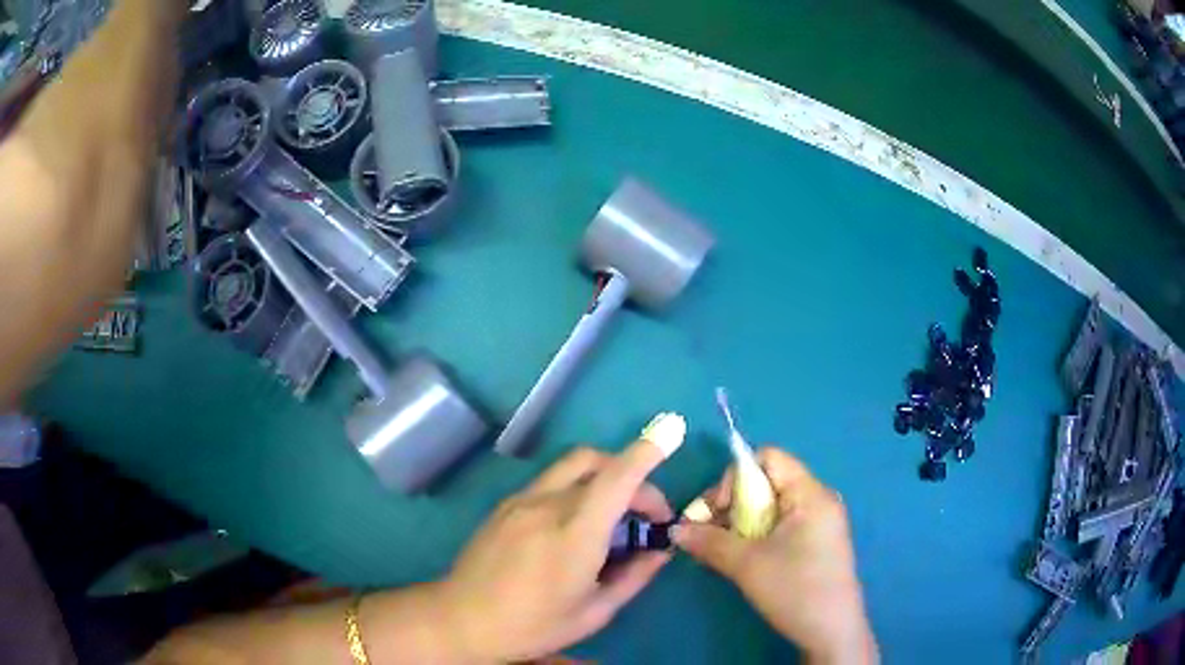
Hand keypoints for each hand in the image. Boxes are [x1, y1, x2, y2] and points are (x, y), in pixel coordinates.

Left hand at [441, 436, 678, 661]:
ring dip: (602, 476)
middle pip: (597, 462)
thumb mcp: (593, 613)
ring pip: (572, 466)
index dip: (647, 450)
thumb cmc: (532, 626)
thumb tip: (661, 550)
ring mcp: (521, 501)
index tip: (672, 431)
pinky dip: (576, 488)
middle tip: (644, 514)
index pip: (617, 478)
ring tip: (611, 516)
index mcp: (574, 534)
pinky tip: (574, 524)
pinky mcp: (505, 505)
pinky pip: (550, 482)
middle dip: (631, 474)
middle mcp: (547, 505)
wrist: (460, 620)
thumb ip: (633, 576)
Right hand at [673, 448, 876, 663]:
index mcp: (810, 494)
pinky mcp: (817, 542)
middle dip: (733, 502)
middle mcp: (818, 499)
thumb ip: (709, 541)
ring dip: (741, 521)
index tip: (718, 511)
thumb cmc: (795, 590)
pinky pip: (781, 523)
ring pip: (772, 505)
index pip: (769, 457)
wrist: (832, 632)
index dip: (736, 476)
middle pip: (768, 480)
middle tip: (710, 532)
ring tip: (723, 547)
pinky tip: (744, 556)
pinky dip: (757, 533)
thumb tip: (675, 529)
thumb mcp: (747, 565)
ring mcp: (820, 522)